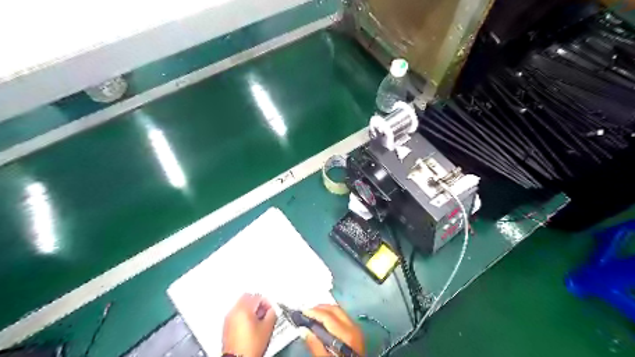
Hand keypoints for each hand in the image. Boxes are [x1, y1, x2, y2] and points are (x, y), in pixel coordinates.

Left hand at [223, 293, 275, 356]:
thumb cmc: (250, 346)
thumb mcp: (268, 327)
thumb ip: (272, 313)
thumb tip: (272, 310)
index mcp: (243, 308)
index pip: (257, 296)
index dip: (266, 302)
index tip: (270, 308)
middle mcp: (234, 311)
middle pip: (247, 298)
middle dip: (257, 304)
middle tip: (264, 311)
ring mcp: (228, 319)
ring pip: (241, 306)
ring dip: (250, 310)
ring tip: (258, 320)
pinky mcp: (226, 327)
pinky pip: (236, 315)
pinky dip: (243, 317)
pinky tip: (250, 326)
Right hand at [303, 304, 364, 356]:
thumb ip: (315, 346)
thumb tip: (303, 330)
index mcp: (346, 335)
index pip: (328, 316)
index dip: (314, 312)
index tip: (302, 313)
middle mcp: (353, 328)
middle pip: (335, 310)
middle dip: (320, 308)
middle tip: (306, 312)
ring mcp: (357, 329)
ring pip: (340, 312)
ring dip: (326, 311)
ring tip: (313, 315)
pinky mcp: (357, 333)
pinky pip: (343, 317)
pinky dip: (332, 315)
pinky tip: (324, 322)